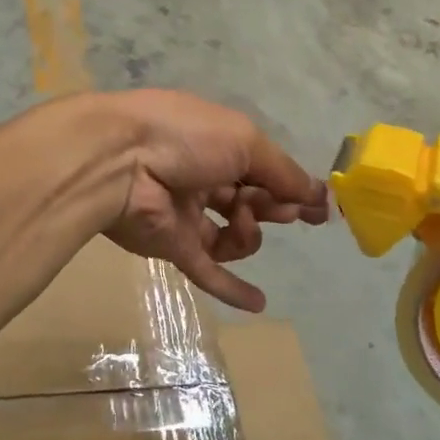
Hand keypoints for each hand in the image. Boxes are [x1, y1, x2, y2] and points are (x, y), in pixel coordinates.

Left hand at [99, 90, 329, 312]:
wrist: (120, 160)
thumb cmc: (187, 136)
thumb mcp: (245, 141)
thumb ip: (282, 172)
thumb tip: (319, 195)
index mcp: (218, 143)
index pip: (263, 169)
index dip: (291, 187)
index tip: (319, 210)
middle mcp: (203, 177)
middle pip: (252, 201)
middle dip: (273, 206)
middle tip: (282, 210)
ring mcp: (186, 214)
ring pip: (233, 236)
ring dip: (249, 234)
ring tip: (243, 222)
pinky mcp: (172, 246)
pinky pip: (207, 270)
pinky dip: (232, 287)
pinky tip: (259, 302)